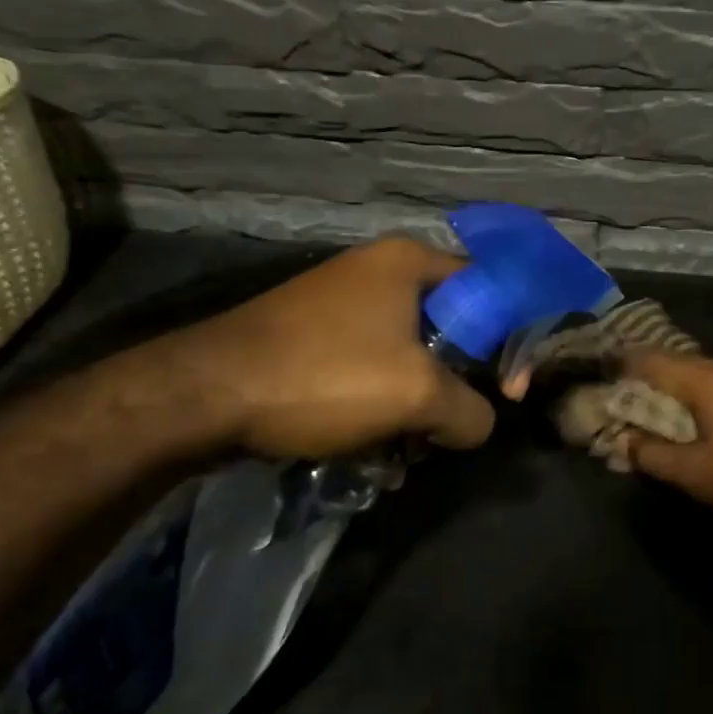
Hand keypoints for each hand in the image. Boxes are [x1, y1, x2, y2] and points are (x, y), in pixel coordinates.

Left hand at [161, 238, 494, 461]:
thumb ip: (470, 412)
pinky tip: (371, 447)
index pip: (490, 290)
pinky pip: (369, 367)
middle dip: (456, 385)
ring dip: (416, 406)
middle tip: (452, 427)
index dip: (510, 340)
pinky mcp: (312, 336)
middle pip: (450, 328)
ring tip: (406, 452)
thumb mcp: (418, 396)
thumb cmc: (325, 376)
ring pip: (408, 355)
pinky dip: (380, 404)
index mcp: (409, 262)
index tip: (508, 389)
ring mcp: (340, 303)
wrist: (202, 395)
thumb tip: (476, 425)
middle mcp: (377, 271)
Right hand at [615, 351, 712, 523]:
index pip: (651, 359)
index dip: (620, 367)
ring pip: (703, 378)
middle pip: (677, 366)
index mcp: (711, 378)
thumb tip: (622, 440)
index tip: (597, 379)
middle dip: (646, 385)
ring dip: (675, 396)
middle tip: (620, 406)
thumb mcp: (697, 475)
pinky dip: (702, 402)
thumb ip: (653, 454)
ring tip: (653, 419)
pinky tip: (697, 426)